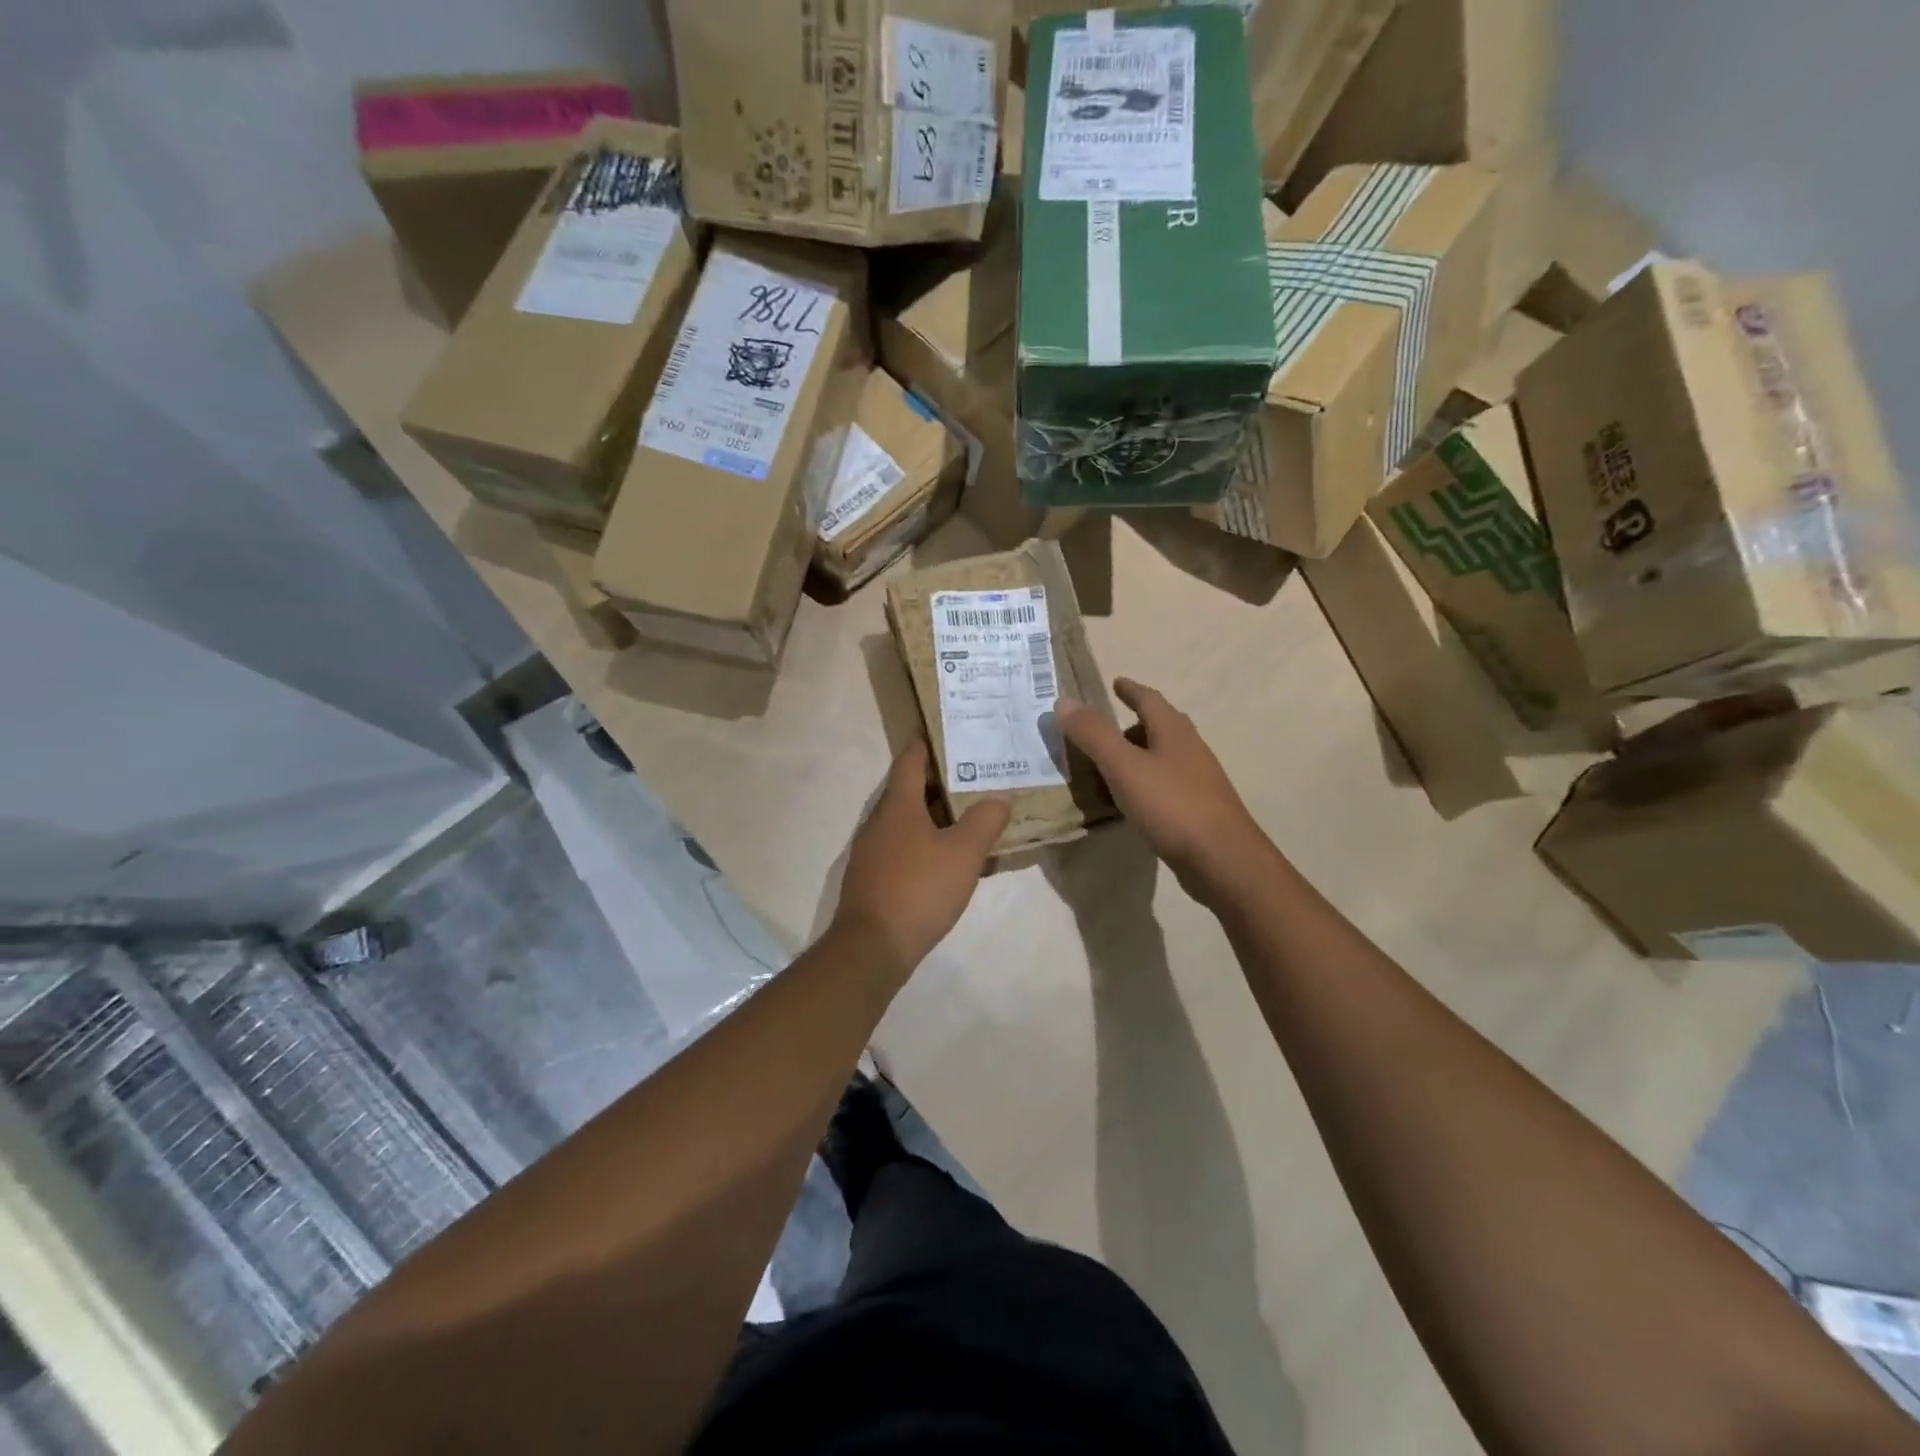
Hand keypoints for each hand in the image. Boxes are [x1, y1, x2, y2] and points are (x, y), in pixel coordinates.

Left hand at [834, 742, 1010, 977]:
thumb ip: (985, 822)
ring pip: (907, 821)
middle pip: (908, 789)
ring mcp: (873, 851)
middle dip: (939, 780)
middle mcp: (880, 822)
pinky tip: (950, 859)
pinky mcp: (874, 878)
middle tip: (974, 774)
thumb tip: (999, 798)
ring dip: (935, 814)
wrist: (872, 947)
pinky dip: (927, 843)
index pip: (909, 760)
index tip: (948, 731)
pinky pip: (904, 848)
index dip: (927, 743)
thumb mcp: (963, 853)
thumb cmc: (918, 889)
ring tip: (969, 814)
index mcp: (897, 806)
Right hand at [1055, 678, 1269, 901]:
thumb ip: (1094, 734)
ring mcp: (1198, 781)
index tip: (1116, 682)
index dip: (1131, 690)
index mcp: (1174, 732)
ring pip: (1163, 758)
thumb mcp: (1124, 767)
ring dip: (1138, 756)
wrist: (1223, 860)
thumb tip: (1065, 701)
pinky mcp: (1198, 810)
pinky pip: (1165, 785)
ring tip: (1110, 767)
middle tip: (1104, 731)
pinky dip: (1144, 784)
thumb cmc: (1172, 805)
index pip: (1149, 699)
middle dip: (1133, 724)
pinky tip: (1131, 802)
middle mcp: (1190, 750)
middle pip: (1159, 727)